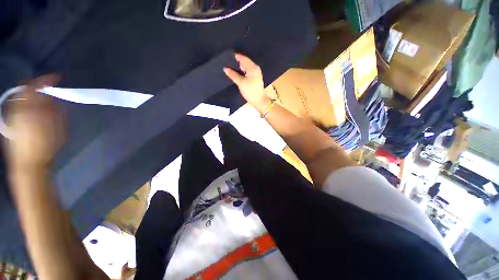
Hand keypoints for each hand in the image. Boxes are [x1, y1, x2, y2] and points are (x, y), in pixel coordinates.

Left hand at [6, 75, 64, 170]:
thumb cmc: (47, 147)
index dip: (47, 79)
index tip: (57, 77)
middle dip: (37, 84)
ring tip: (39, 93)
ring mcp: (13, 114)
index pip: (37, 87)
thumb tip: (54, 98)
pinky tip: (30, 103)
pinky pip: (16, 103)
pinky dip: (24, 99)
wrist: (29, 163)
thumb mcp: (58, 130)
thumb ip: (55, 111)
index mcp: (32, 109)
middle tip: (47, 85)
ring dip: (31, 91)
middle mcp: (20, 108)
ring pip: (20, 95)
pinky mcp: (10, 119)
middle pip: (26, 89)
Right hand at [224, 53, 271, 112]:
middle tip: (226, 62)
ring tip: (229, 67)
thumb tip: (225, 68)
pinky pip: (246, 72)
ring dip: (238, 68)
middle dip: (236, 62)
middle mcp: (255, 68)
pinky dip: (241, 72)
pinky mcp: (254, 78)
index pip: (243, 58)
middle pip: (244, 62)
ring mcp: (255, 73)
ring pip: (245, 67)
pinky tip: (235, 73)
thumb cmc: (250, 91)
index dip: (235, 57)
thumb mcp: (241, 83)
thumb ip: (233, 75)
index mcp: (253, 68)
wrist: (259, 101)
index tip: (226, 56)